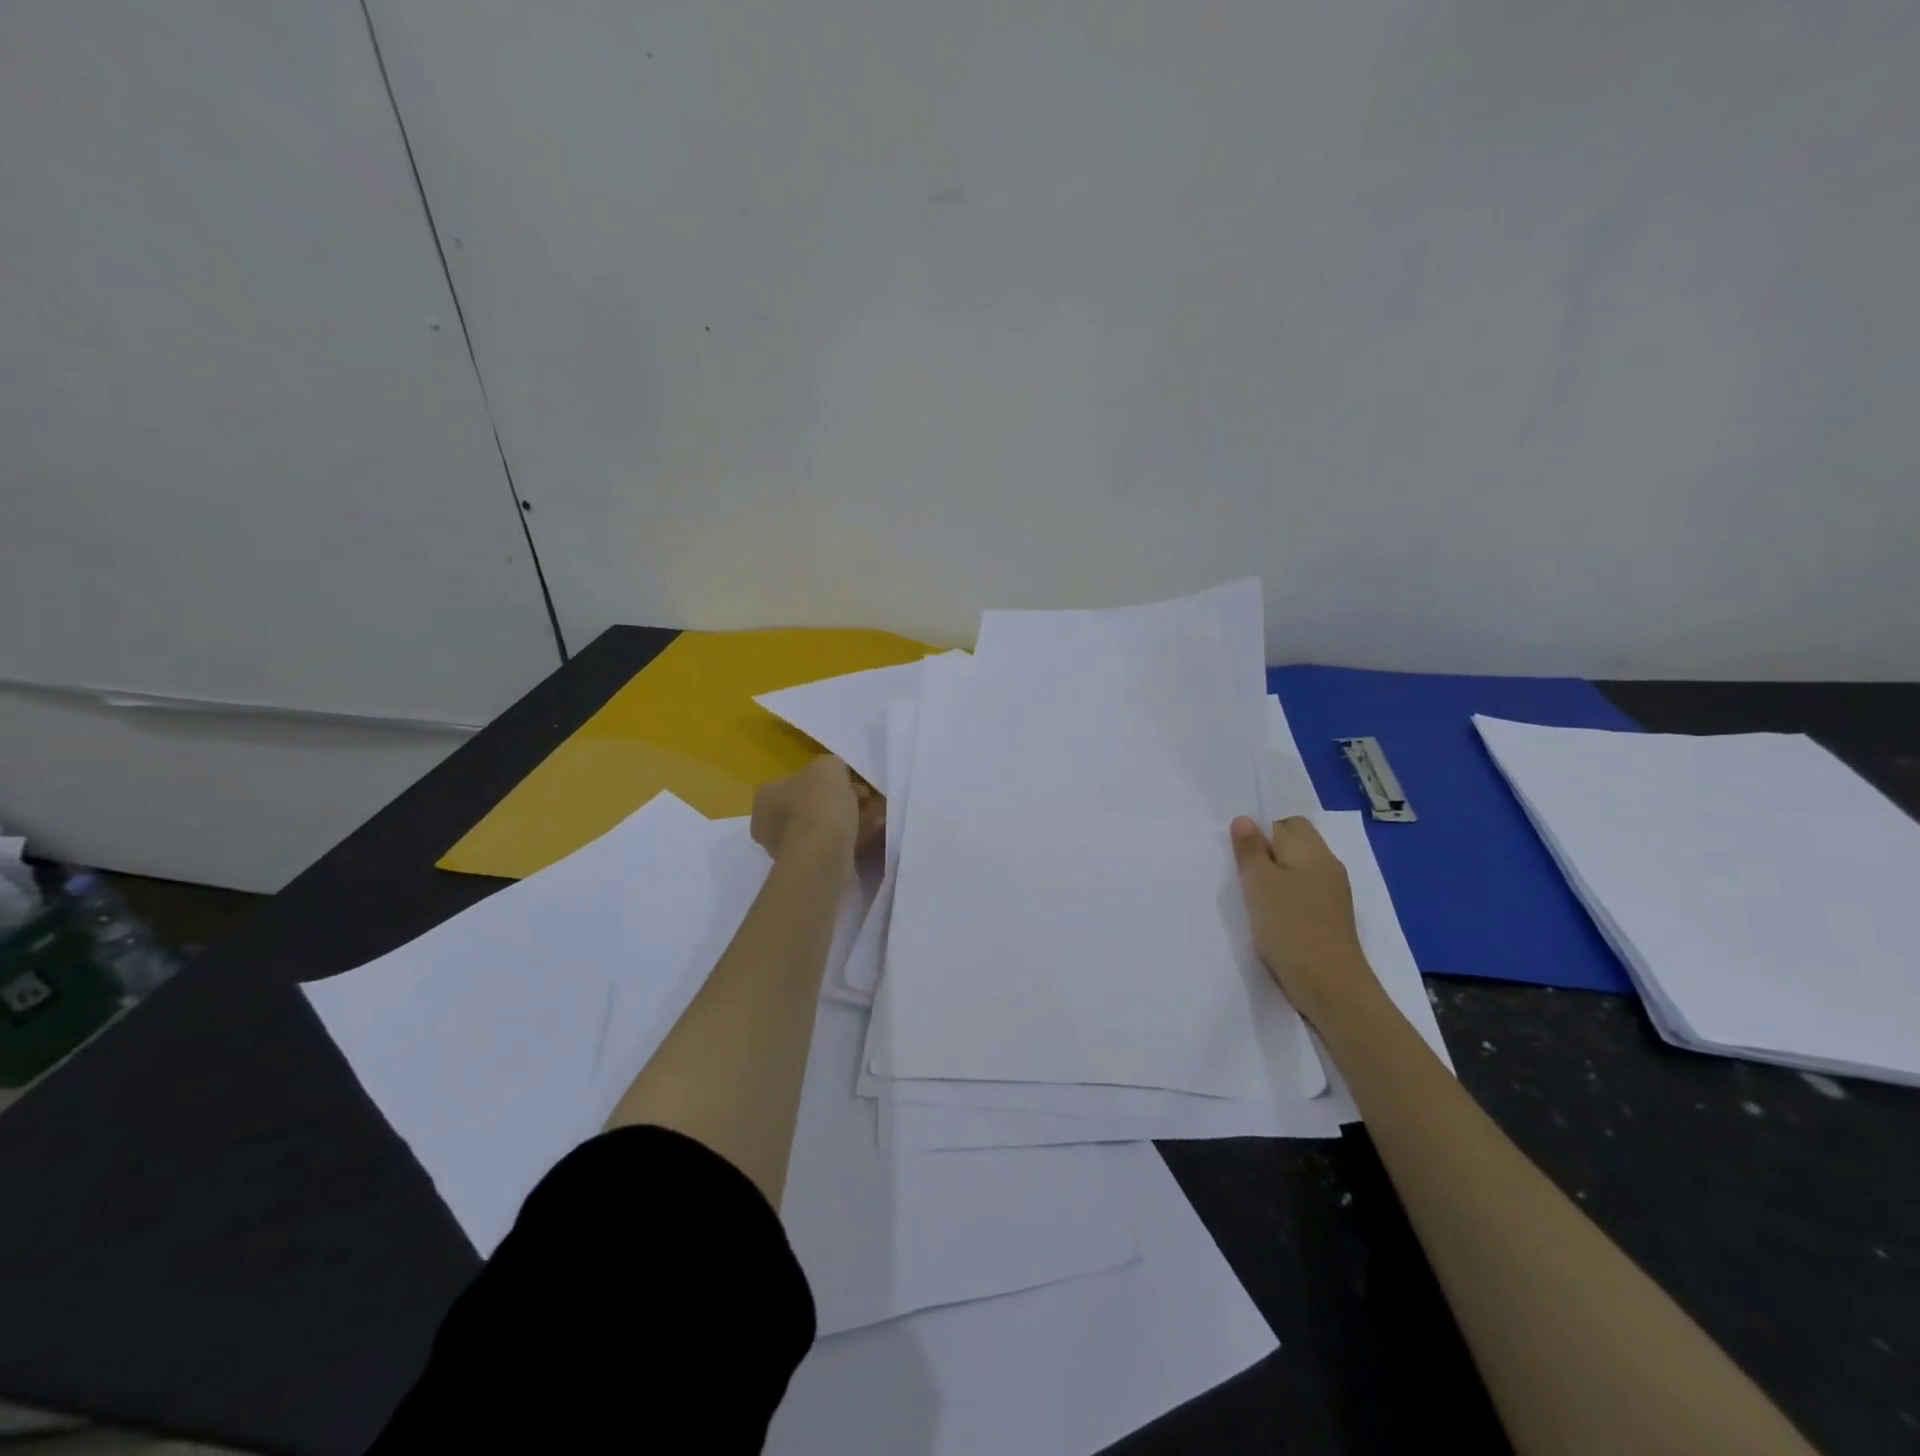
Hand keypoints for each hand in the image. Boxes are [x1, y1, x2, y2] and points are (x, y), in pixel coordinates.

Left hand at [751, 756, 884, 866]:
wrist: (822, 858)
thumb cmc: (818, 805)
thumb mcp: (828, 768)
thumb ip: (830, 766)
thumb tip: (835, 775)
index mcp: (767, 797)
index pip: (796, 782)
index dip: (826, 779)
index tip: (850, 781)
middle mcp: (771, 825)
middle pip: (812, 806)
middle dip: (842, 801)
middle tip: (867, 799)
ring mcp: (789, 851)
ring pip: (826, 828)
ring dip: (852, 820)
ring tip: (878, 815)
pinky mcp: (809, 870)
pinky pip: (834, 847)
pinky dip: (854, 838)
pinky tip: (875, 831)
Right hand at [1231, 815, 1378, 1028]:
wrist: (1330, 985)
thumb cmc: (1289, 926)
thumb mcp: (1258, 884)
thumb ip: (1250, 849)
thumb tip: (1245, 819)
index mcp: (1311, 850)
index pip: (1284, 822)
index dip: (1260, 832)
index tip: (1239, 854)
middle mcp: (1327, 864)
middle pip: (1295, 842)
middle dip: (1268, 851)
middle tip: (1244, 873)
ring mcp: (1333, 891)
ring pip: (1299, 867)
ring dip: (1277, 875)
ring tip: (1255, 896)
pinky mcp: (1331, 915)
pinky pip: (1305, 890)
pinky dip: (1288, 895)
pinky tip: (1273, 914)